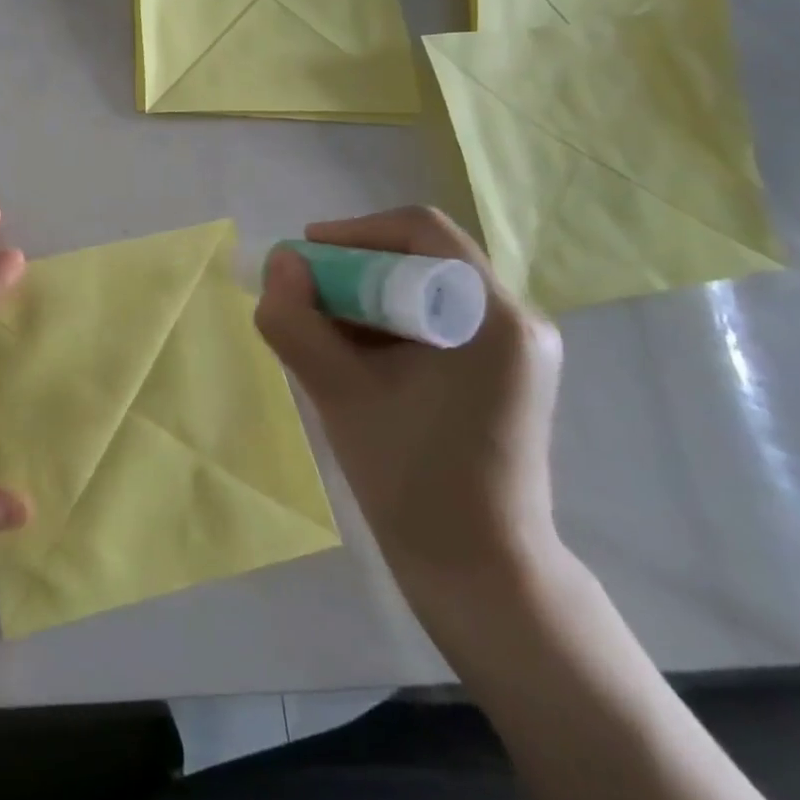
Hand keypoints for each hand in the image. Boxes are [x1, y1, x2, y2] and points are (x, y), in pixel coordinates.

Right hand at [254, 207, 563, 606]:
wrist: (478, 569)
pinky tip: (359, 361)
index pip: (420, 230)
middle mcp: (517, 319)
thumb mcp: (336, 392)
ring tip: (325, 336)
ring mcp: (518, 348)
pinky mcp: (506, 372)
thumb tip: (281, 262)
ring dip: (369, 299)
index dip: (352, 233)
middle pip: (424, 257)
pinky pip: (440, 320)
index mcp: (491, 317)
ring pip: (428, 289)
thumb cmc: (410, 479)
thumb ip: (295, 320)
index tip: (302, 262)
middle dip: (354, 270)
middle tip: (305, 301)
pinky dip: (391, 324)